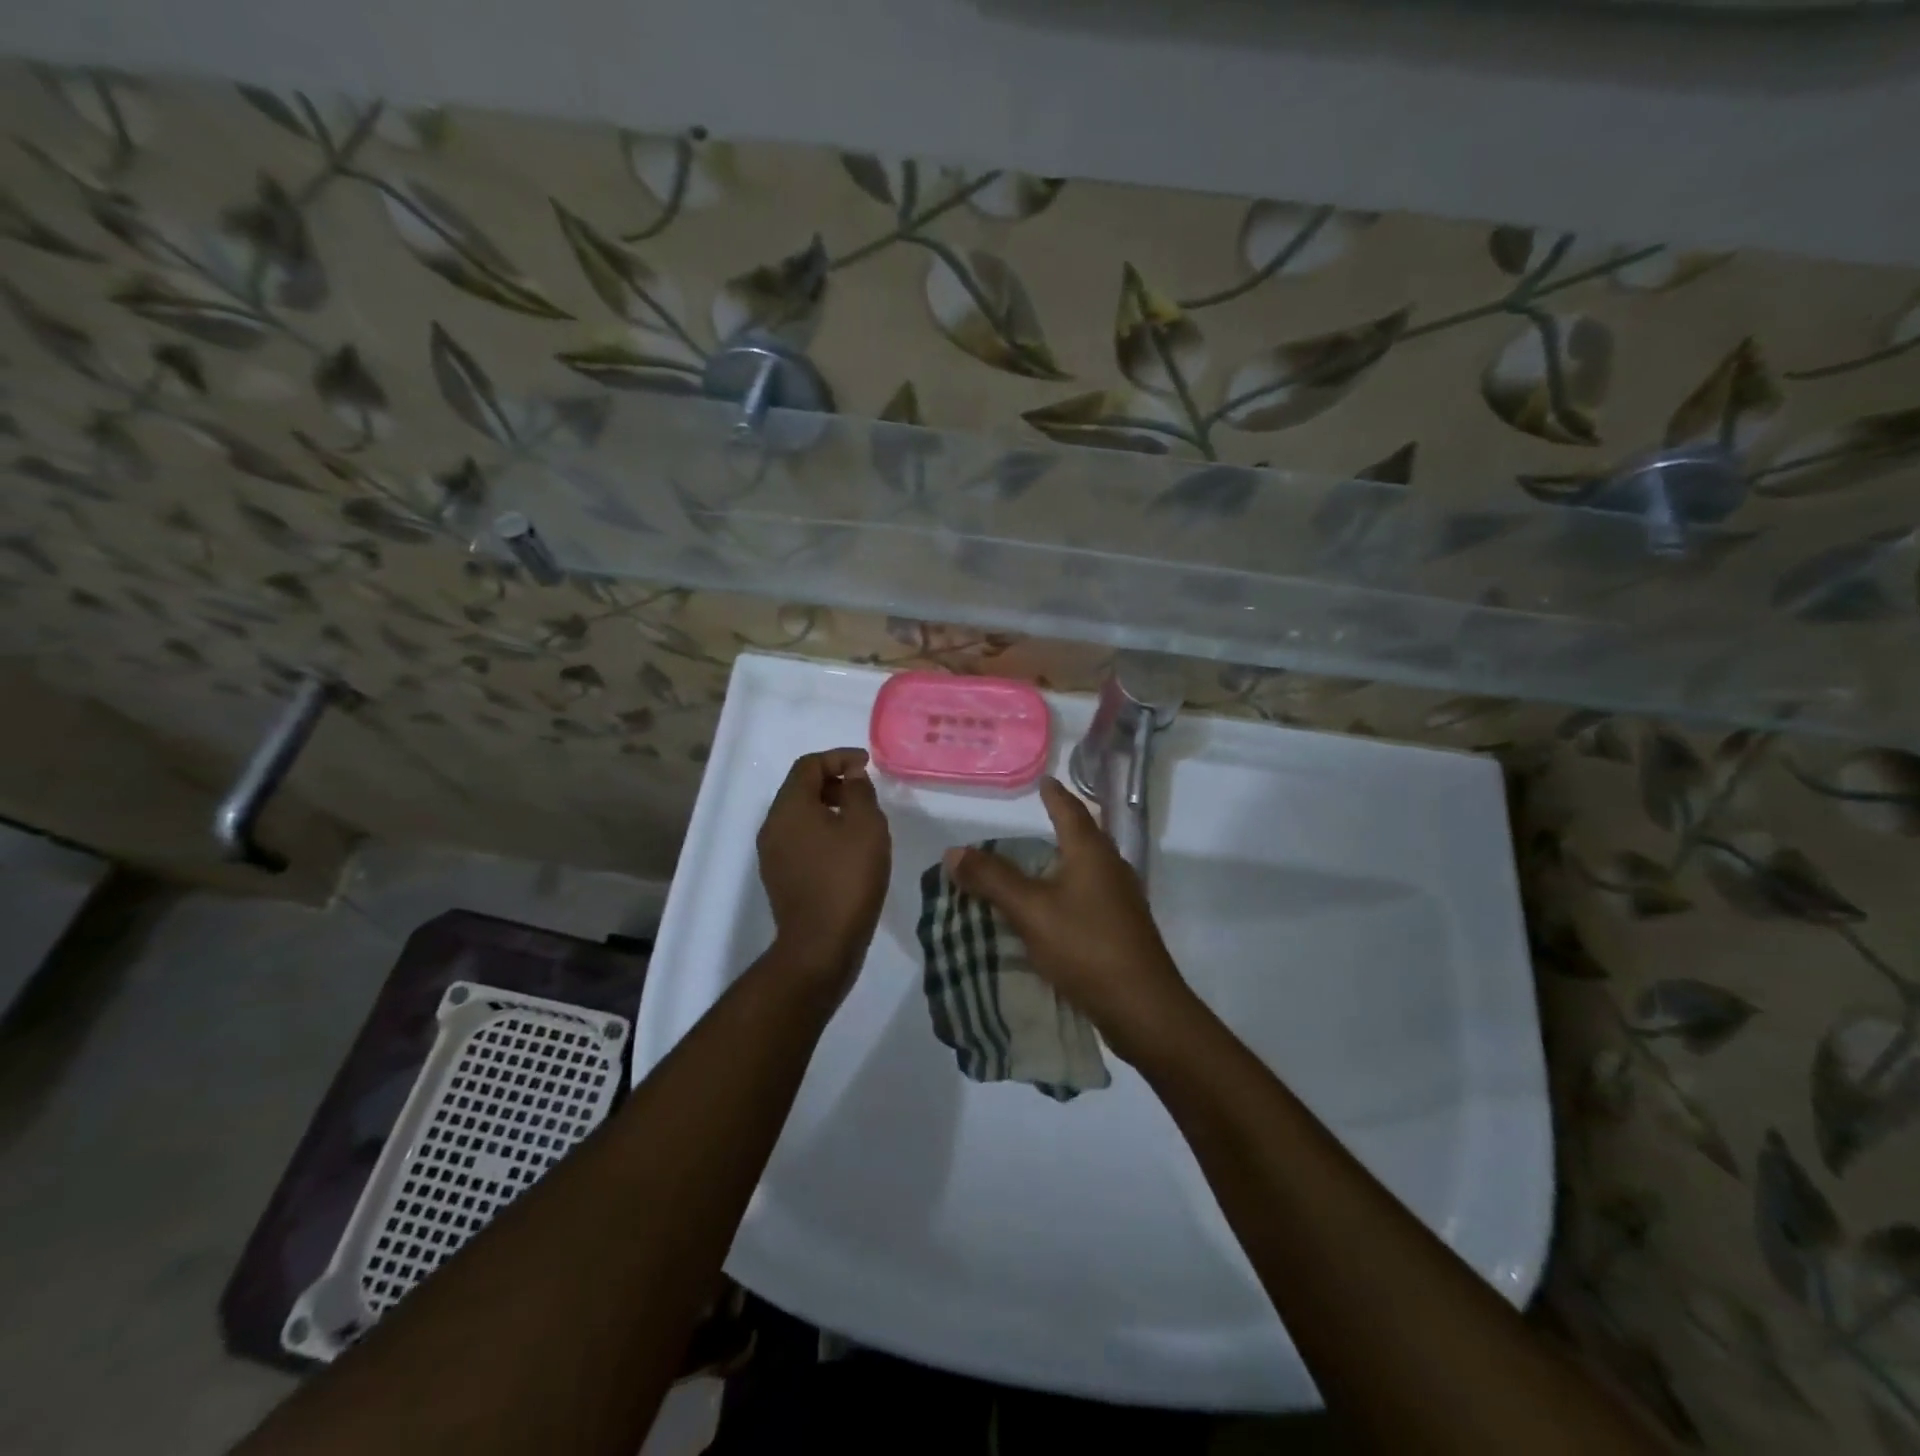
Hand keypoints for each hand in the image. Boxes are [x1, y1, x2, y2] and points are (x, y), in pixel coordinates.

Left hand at [757, 748, 891, 984]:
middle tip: (865, 792)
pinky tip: (847, 851)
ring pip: (800, 816)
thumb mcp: (865, 826)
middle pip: (800, 788)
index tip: (867, 764)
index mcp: (789, 807)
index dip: (839, 757)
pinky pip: (800, 840)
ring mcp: (772, 854)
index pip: (808, 765)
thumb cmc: (847, 878)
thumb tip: (851, 775)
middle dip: (833, 782)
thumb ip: (859, 791)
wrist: (820, 945)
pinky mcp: (779, 877)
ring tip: (860, 821)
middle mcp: (773, 826)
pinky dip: (822, 832)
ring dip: (828, 808)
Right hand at [945, 777, 1193, 1063]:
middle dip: (1059, 826)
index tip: (1044, 780)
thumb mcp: (1030, 910)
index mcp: (1092, 852)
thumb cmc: (1086, 946)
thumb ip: (992, 879)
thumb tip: (954, 851)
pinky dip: (1066, 891)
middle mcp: (1111, 867)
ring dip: (1061, 862)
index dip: (1054, 795)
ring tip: (1033, 864)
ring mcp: (1121, 899)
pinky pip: (1088, 895)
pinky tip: (1051, 908)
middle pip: (1083, 836)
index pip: (1070, 810)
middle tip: (1032, 821)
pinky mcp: (1121, 927)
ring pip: (1086, 868)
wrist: (1142, 1006)